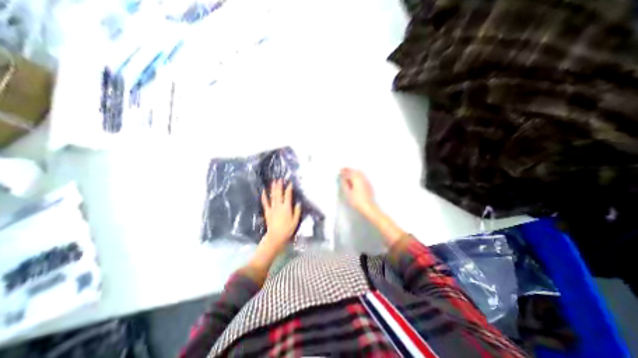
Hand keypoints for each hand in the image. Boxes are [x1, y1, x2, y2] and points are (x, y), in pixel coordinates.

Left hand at [259, 179, 301, 251]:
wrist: (276, 237)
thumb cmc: (287, 229)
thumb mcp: (295, 221)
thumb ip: (297, 211)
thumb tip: (298, 203)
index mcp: (287, 207)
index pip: (288, 195)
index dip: (289, 188)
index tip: (290, 183)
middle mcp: (279, 205)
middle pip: (279, 193)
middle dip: (279, 185)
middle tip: (280, 179)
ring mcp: (272, 208)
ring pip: (273, 196)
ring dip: (273, 188)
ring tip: (273, 182)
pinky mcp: (267, 211)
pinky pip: (265, 202)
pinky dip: (264, 196)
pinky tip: (263, 191)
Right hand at [338, 168, 377, 218]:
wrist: (368, 207)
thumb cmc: (357, 201)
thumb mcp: (347, 192)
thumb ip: (344, 184)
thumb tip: (343, 179)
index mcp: (356, 179)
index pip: (349, 173)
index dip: (344, 171)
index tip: (340, 171)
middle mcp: (362, 178)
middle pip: (355, 171)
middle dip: (349, 170)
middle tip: (344, 171)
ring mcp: (366, 181)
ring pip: (359, 173)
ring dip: (354, 172)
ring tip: (348, 175)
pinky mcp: (368, 185)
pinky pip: (362, 177)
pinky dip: (358, 175)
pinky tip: (355, 179)